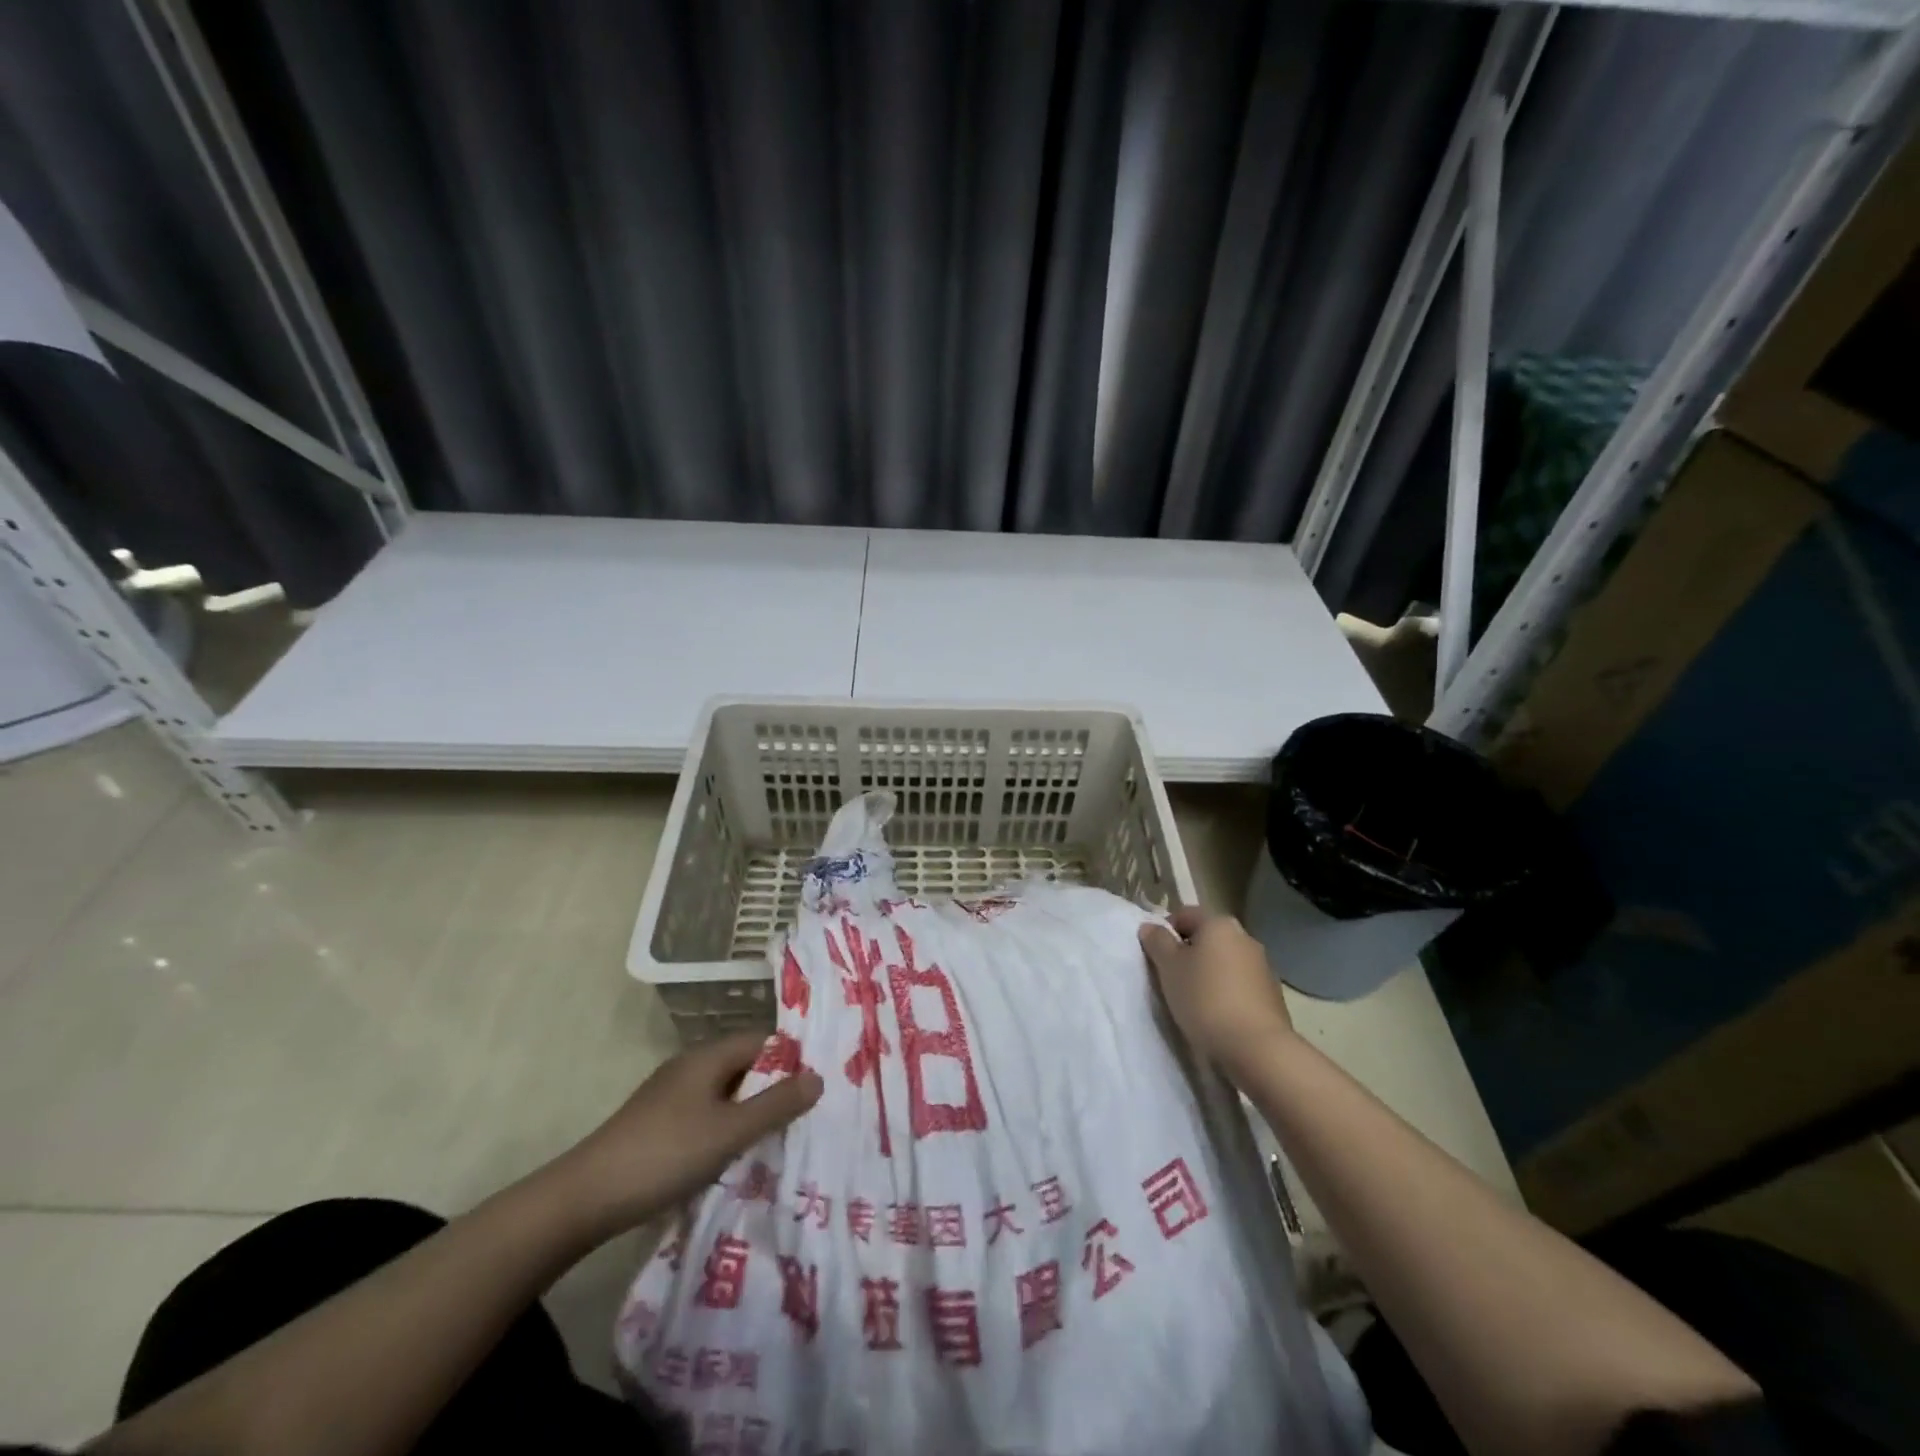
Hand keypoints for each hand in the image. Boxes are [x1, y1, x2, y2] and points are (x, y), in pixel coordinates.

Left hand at [558, 1033, 822, 1235]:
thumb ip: (776, 1105)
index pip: (762, 1042)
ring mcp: (670, 1097)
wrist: (583, 1200)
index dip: (791, 1059)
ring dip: (750, 1114)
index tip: (818, 1085)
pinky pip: (706, 1116)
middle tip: (806, 1116)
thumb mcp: (729, 1132)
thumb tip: (819, 1077)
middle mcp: (689, 1067)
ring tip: (780, 1140)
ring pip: (725, 1095)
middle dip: (774, 1089)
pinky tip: (736, 1158)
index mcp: (707, 1057)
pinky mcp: (657, 1125)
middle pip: (744, 1067)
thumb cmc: (665, 1155)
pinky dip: (726, 1130)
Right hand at [1140, 906, 1295, 1077]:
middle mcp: (1245, 937)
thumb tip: (1151, 927)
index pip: (1185, 915)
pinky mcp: (1272, 995)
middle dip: (1188, 954)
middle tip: (1171, 979)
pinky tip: (1216, 1015)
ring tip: (1193, 1001)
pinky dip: (1226, 992)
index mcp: (1219, 924)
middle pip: (1207, 938)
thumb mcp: (1169, 967)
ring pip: (1224, 962)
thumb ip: (1157, 942)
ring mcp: (1262, 966)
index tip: (1156, 957)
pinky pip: (1239, 984)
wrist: (1256, 1048)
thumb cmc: (1204, 999)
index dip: (1165, 932)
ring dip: (1208, 974)